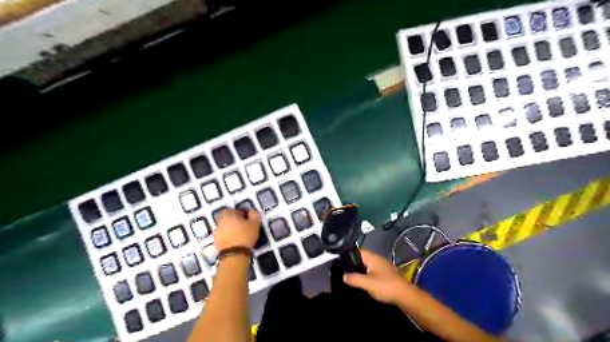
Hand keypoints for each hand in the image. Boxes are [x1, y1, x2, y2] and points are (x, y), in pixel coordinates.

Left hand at [212, 208, 259, 251]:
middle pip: (228, 219)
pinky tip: (237, 242)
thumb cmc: (245, 235)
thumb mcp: (254, 224)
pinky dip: (229, 238)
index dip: (241, 213)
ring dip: (232, 230)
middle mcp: (220, 222)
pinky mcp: (216, 243)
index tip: (247, 219)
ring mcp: (217, 233)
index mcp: (228, 215)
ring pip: (225, 228)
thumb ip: (254, 215)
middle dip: (236, 221)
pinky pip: (224, 237)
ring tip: (241, 235)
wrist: (234, 255)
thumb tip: (252, 211)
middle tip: (245, 227)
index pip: (233, 210)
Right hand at [341, 249, 411, 304]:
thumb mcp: (367, 283)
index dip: (348, 254)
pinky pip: (371, 271)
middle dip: (352, 263)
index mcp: (373, 258)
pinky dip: (365, 275)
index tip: (339, 260)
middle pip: (361, 258)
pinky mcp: (385, 275)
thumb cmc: (386, 287)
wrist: (406, 296)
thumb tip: (343, 276)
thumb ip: (354, 279)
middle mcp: (377, 259)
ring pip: (366, 265)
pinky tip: (361, 282)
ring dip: (359, 270)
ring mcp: (382, 267)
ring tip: (349, 277)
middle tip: (342, 270)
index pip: (358, 251)